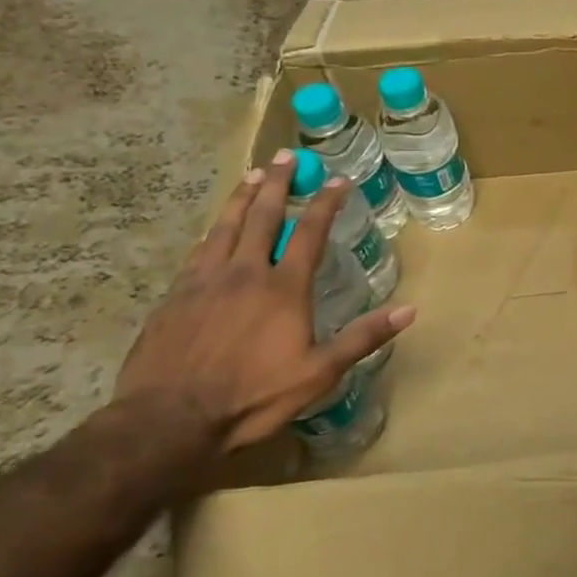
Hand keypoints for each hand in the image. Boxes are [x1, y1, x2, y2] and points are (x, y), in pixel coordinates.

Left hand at [112, 149, 415, 450]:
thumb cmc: (252, 396)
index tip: (338, 180)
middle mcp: (244, 272)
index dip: (326, 203)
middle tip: (286, 157)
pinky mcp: (175, 296)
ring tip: (252, 175)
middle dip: (278, 183)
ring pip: (225, 225)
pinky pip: (198, 251)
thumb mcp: (318, 373)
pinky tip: (212, 229)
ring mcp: (204, 281)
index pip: (309, 232)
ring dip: (242, 197)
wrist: (168, 419)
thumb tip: (409, 310)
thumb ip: (362, 337)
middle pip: (262, 215)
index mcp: (283, 288)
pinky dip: (212, 231)